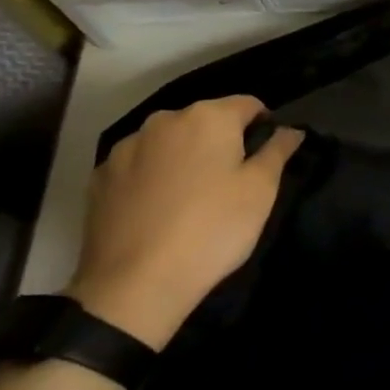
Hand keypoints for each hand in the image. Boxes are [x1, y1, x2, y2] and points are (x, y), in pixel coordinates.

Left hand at [68, 97, 303, 347]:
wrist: (135, 284)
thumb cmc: (213, 228)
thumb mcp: (261, 189)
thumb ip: (278, 150)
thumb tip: (290, 129)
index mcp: (208, 117)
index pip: (248, 104)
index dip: (264, 126)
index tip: (268, 158)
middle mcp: (163, 120)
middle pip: (206, 120)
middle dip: (222, 141)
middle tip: (233, 181)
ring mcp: (126, 148)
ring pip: (170, 142)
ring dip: (186, 157)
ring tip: (194, 197)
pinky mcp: (100, 177)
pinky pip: (140, 165)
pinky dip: (155, 176)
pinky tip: (161, 209)